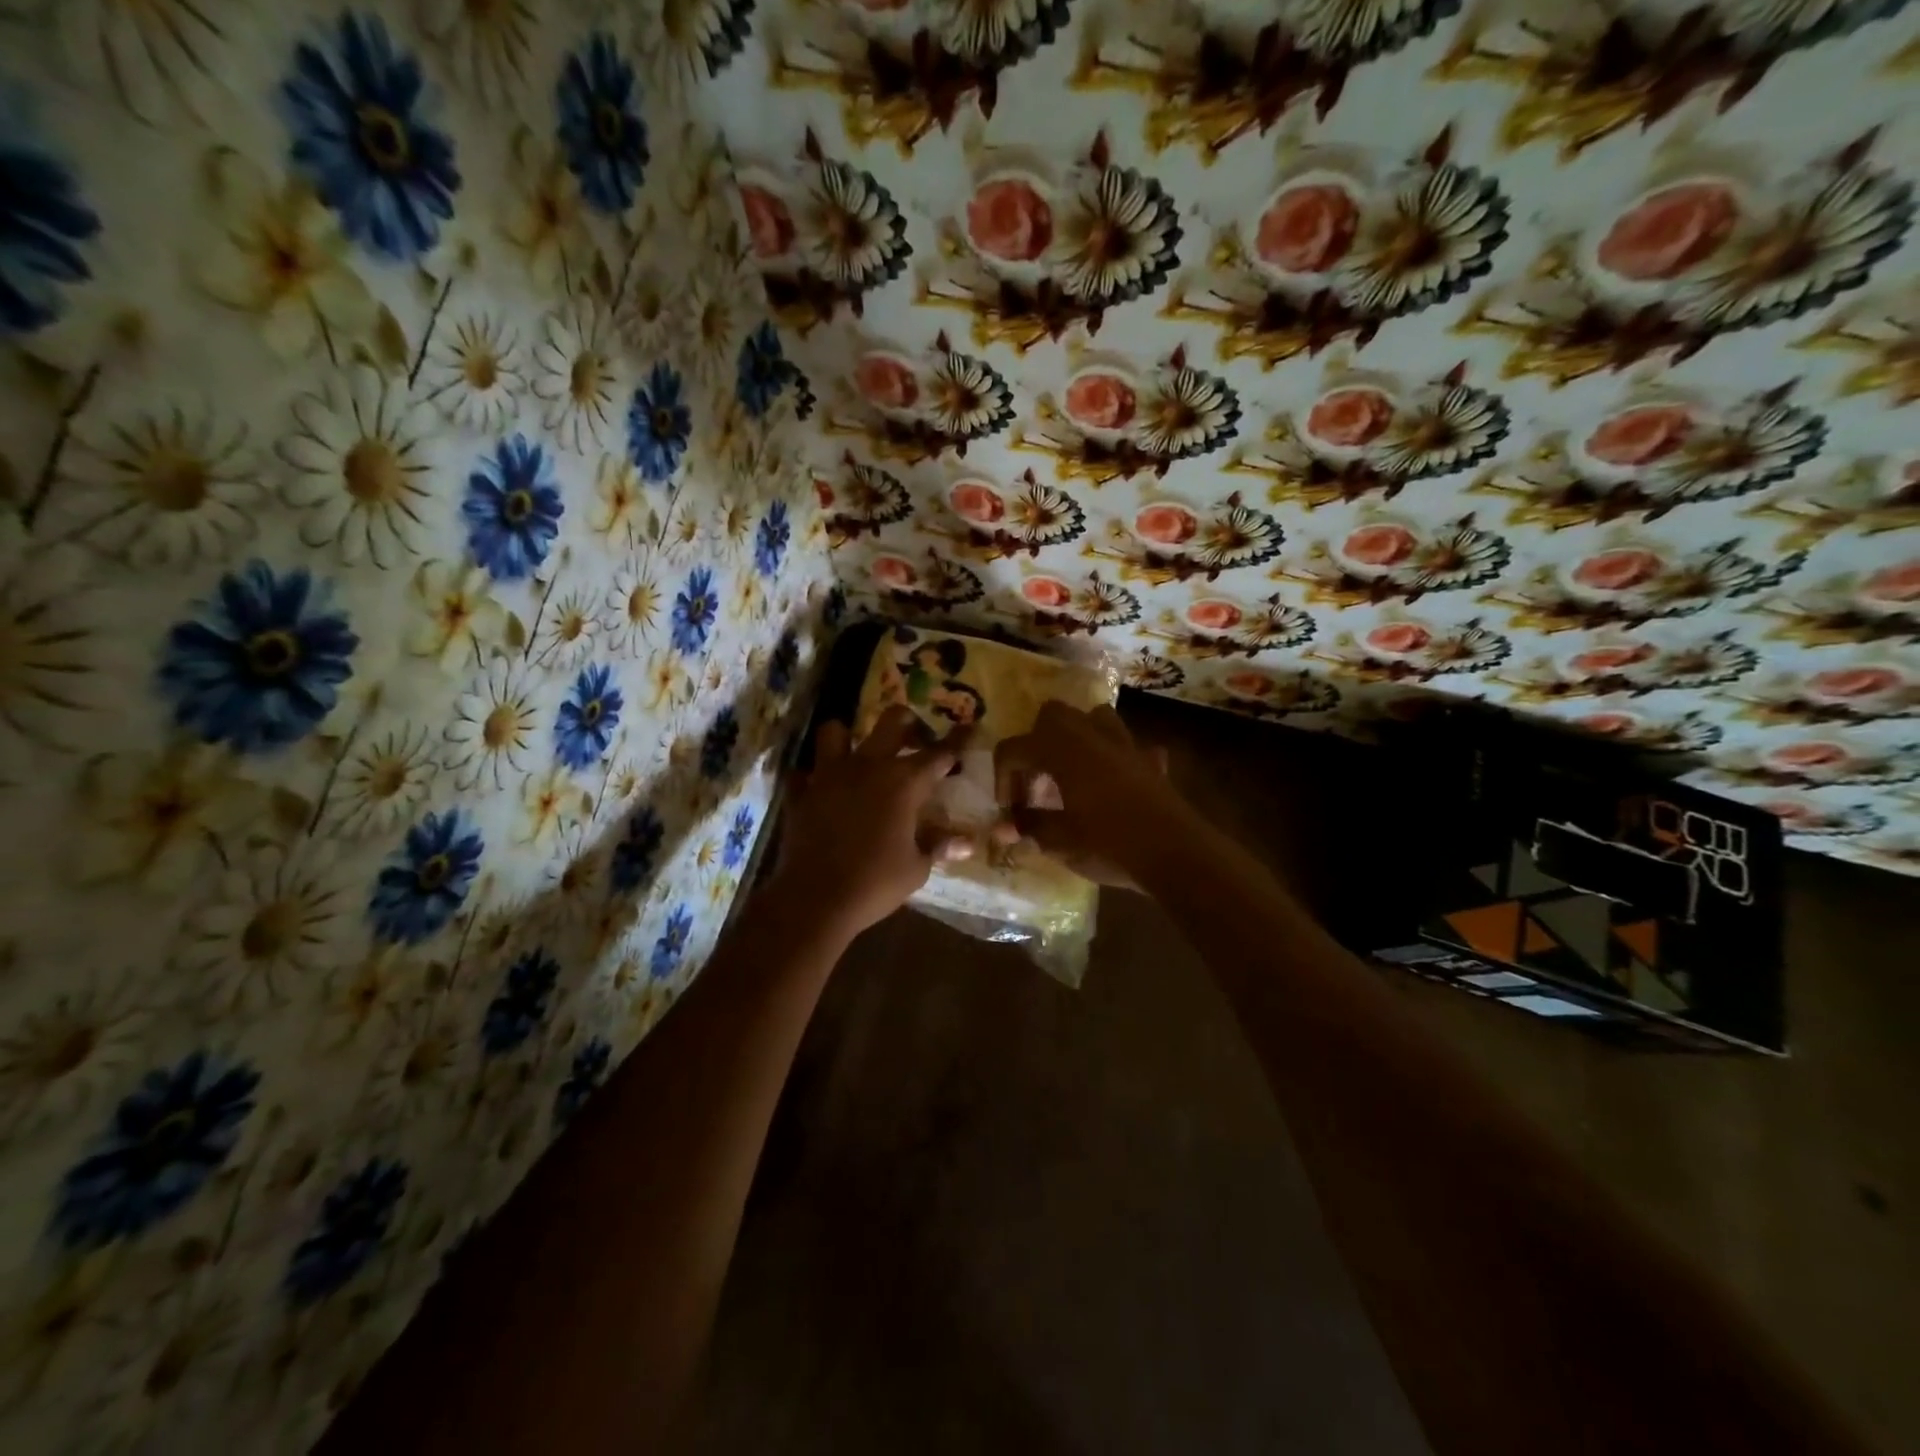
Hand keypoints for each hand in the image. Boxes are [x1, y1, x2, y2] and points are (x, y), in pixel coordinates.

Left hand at [771, 706, 971, 939]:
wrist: (815, 898)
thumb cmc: (875, 883)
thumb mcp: (917, 868)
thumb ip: (938, 845)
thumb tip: (967, 842)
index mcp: (904, 782)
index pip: (938, 753)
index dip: (956, 741)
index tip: (968, 729)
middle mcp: (868, 766)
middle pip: (892, 721)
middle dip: (909, 722)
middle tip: (916, 737)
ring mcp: (829, 775)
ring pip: (835, 732)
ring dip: (848, 738)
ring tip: (858, 756)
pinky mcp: (801, 793)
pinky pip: (804, 773)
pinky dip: (813, 778)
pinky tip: (822, 791)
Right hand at [992, 703, 1181, 889]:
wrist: (1175, 854)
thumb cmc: (1108, 843)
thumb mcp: (1059, 841)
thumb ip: (1029, 827)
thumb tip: (1005, 827)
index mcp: (1061, 749)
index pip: (1014, 749)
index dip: (1002, 778)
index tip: (1009, 810)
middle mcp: (1090, 735)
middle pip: (1052, 717)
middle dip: (1035, 744)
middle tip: (1035, 783)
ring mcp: (1125, 745)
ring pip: (1094, 718)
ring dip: (1077, 738)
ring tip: (1071, 772)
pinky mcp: (1151, 762)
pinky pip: (1129, 748)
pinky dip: (1117, 759)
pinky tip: (1115, 785)